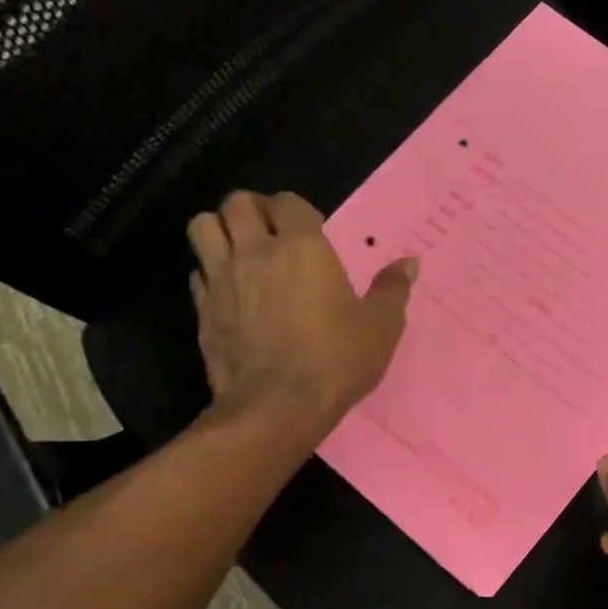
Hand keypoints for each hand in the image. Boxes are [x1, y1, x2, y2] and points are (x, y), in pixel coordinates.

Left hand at [187, 190, 416, 428]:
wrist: (277, 407)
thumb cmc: (336, 360)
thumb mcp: (380, 326)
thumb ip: (392, 289)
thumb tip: (410, 262)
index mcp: (302, 248)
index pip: (289, 201)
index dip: (299, 210)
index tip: (312, 232)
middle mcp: (256, 252)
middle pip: (237, 203)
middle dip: (254, 209)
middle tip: (272, 231)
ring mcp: (222, 279)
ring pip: (203, 227)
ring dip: (222, 230)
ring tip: (242, 249)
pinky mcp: (202, 309)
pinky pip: (198, 272)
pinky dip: (210, 271)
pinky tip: (230, 291)